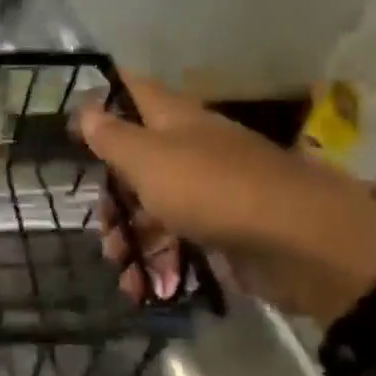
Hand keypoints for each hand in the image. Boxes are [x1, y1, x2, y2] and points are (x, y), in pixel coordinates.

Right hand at [74, 73, 375, 324]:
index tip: (71, 118)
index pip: (134, 90)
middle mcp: (193, 148)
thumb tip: (85, 108)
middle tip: (99, 224)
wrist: (303, 244)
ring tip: (120, 267)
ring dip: (131, 236)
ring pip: (157, 206)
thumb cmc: (213, 189)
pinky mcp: (227, 231)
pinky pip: (181, 241)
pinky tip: (142, 285)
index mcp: (176, 119)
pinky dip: (158, 262)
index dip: (103, 96)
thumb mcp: (148, 159)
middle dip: (113, 194)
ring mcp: (213, 191)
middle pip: (139, 160)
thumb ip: (112, 136)